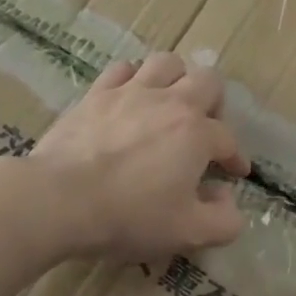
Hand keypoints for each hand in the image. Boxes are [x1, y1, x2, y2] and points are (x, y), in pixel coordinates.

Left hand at [29, 52, 249, 261]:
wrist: (60, 199)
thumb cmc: (129, 216)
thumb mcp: (187, 233)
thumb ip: (223, 220)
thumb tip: (228, 198)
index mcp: (196, 133)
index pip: (228, 139)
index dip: (235, 157)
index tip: (235, 172)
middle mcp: (170, 101)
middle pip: (207, 80)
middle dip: (215, 102)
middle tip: (206, 127)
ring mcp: (131, 91)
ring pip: (166, 62)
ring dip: (176, 78)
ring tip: (170, 102)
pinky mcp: (97, 93)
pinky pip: (123, 69)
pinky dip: (132, 78)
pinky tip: (129, 96)